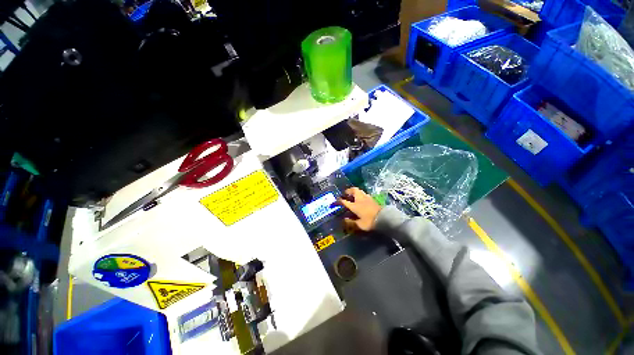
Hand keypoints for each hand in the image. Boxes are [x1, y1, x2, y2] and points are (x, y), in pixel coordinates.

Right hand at [337, 187, 381, 231]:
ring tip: (353, 195)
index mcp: (355, 206)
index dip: (340, 200)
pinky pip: (364, 194)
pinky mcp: (372, 199)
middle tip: (346, 193)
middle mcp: (360, 199)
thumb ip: (351, 222)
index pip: (345, 201)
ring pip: (360, 191)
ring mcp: (367, 198)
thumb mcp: (359, 224)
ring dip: (355, 192)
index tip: (337, 200)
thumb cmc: (370, 221)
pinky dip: (361, 194)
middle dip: (349, 190)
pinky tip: (361, 198)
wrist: (384, 218)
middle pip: (354, 191)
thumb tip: (344, 220)